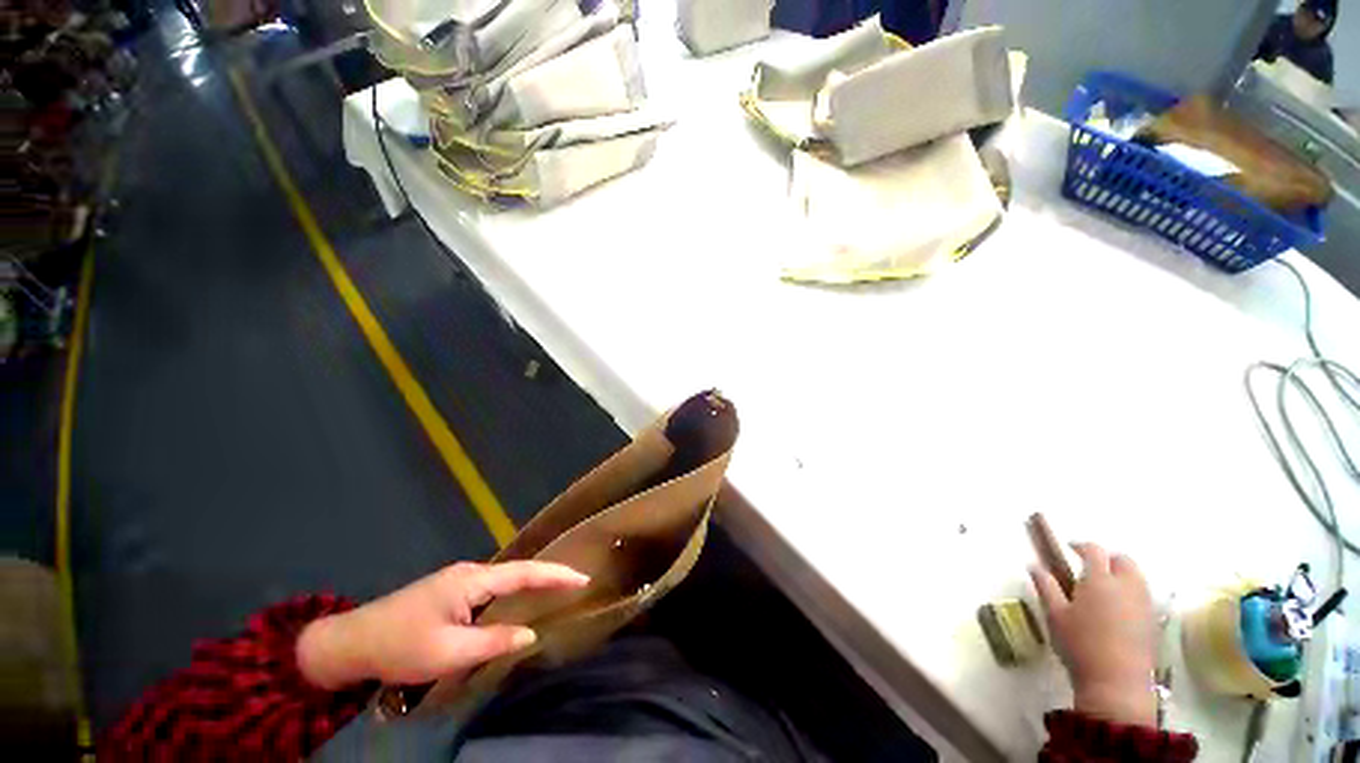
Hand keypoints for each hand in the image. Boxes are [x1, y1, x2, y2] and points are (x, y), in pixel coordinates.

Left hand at [297, 561, 588, 689]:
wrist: (349, 642)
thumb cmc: (400, 646)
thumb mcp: (449, 652)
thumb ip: (494, 641)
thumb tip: (530, 633)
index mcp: (472, 581)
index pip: (525, 574)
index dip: (555, 575)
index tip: (583, 578)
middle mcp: (469, 572)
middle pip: (518, 571)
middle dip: (548, 575)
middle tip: (576, 583)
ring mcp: (458, 580)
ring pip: (503, 579)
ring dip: (530, 583)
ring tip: (555, 589)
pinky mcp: (449, 591)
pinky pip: (490, 589)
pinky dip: (511, 592)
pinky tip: (516, 601)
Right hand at [1030, 543, 1157, 726]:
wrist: (1116, 683)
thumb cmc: (1079, 644)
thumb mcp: (1055, 614)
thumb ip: (1046, 586)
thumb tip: (1034, 565)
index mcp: (1099, 580)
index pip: (1094, 550)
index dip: (1081, 545)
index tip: (1069, 548)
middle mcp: (1125, 586)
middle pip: (1123, 560)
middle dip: (1108, 558)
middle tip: (1091, 567)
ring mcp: (1143, 604)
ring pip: (1137, 577)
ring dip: (1122, 575)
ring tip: (1104, 588)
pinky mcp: (1153, 621)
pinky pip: (1143, 595)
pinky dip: (1131, 592)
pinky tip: (1118, 609)